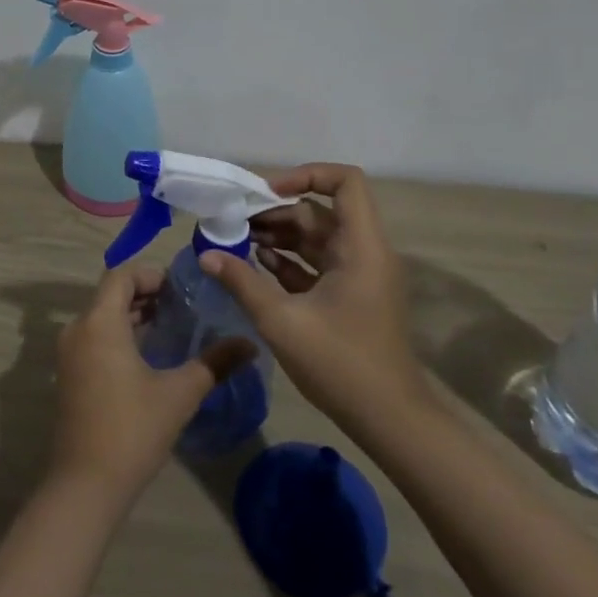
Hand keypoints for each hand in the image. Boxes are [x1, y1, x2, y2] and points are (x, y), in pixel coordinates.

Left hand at [50, 263, 254, 502]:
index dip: (150, 274)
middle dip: (145, 294)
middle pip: (110, 294)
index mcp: (99, 322)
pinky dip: (119, 335)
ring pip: (102, 317)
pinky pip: (95, 338)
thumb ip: (214, 363)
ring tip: (171, 326)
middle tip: (183, 305)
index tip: (181, 288)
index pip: (120, 275)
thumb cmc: (132, 430)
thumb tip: (249, 344)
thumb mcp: (179, 394)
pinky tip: (149, 355)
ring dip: (133, 315)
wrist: (85, 486)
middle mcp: (78, 329)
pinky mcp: (69, 375)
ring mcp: (69, 354)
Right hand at [201, 163, 425, 434]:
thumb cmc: (341, 364)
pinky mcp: (351, 296)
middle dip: (278, 212)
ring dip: (280, 236)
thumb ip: (242, 283)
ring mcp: (359, 275)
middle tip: (236, 222)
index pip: (345, 182)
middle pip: (321, 211)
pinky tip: (258, 265)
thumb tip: (207, 254)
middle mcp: (364, 252)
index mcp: (361, 246)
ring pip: (317, 238)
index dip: (306, 175)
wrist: (390, 421)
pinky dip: (290, 260)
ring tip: (239, 241)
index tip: (266, 192)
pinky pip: (319, 263)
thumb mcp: (282, 321)